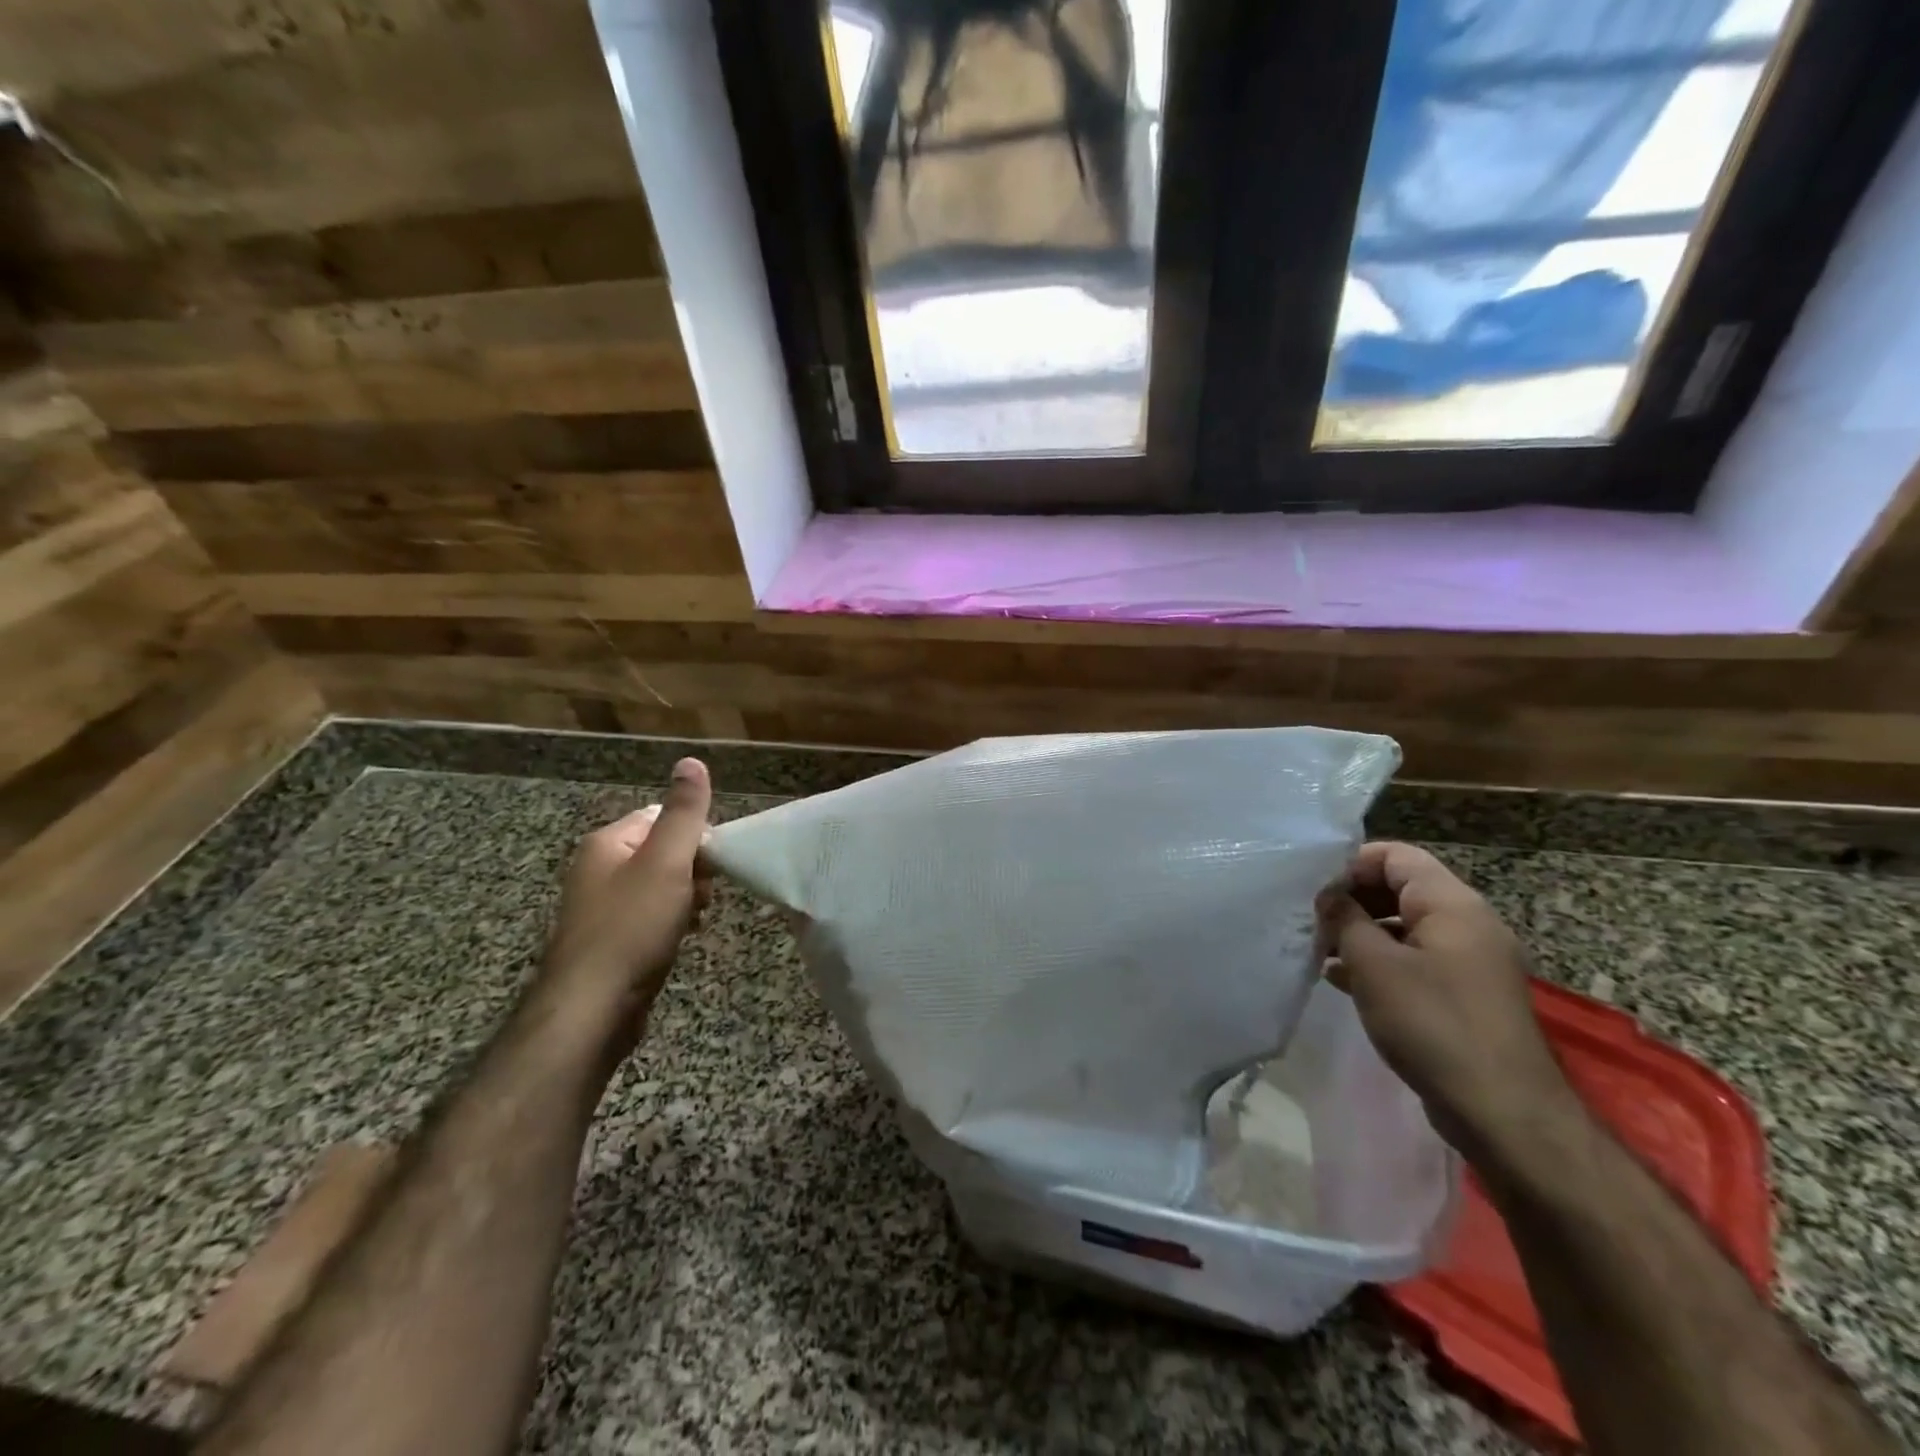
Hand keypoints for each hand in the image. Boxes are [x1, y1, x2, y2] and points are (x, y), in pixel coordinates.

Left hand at [539, 758, 713, 1044]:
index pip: (662, 818)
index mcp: (607, 843)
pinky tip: (680, 939)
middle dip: (692, 872)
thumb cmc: (632, 927)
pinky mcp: (608, 941)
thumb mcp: (667, 862)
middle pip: (662, 852)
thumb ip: (684, 813)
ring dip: (685, 899)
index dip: (694, 838)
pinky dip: (670, 923)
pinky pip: (649, 917)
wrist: (592, 1009)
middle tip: (701, 897)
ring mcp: (601, 907)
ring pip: (659, 887)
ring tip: (693, 921)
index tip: (709, 866)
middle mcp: (598, 869)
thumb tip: (692, 761)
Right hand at [1318, 842, 1577, 1163]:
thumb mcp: (1374, 965)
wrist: (1503, 1112)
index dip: (1351, 864)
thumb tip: (1327, 896)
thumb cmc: (1433, 1024)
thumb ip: (1345, 920)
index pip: (1396, 856)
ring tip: (1319, 951)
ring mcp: (1470, 962)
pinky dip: (1380, 962)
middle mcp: (1468, 924)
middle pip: (1400, 888)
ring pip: (1405, 927)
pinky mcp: (1465, 995)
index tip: (1314, 889)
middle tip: (1311, 921)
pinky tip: (1342, 980)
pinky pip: (1416, 960)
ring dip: (1361, 934)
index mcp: (1452, 905)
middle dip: (1352, 900)